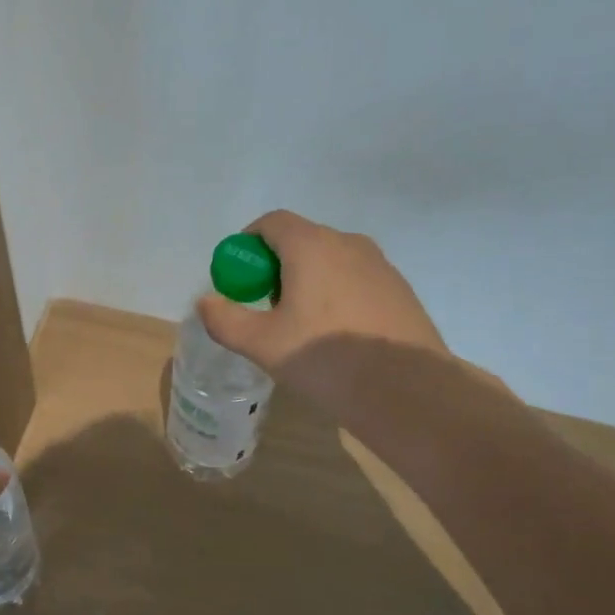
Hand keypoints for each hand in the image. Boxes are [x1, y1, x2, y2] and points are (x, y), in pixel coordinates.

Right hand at [197, 210, 453, 417]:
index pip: (271, 223)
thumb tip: (206, 302)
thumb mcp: (261, 344)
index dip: (247, 245)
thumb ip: (225, 319)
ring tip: (300, 327)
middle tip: (264, 309)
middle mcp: (348, 243)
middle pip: (300, 241)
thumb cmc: (326, 359)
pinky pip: (354, 281)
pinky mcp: (399, 291)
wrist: (408, 392)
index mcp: (312, 246)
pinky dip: (335, 296)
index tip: (238, 280)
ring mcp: (380, 266)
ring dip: (306, 282)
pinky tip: (335, 337)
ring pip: (329, 262)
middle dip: (274, 267)